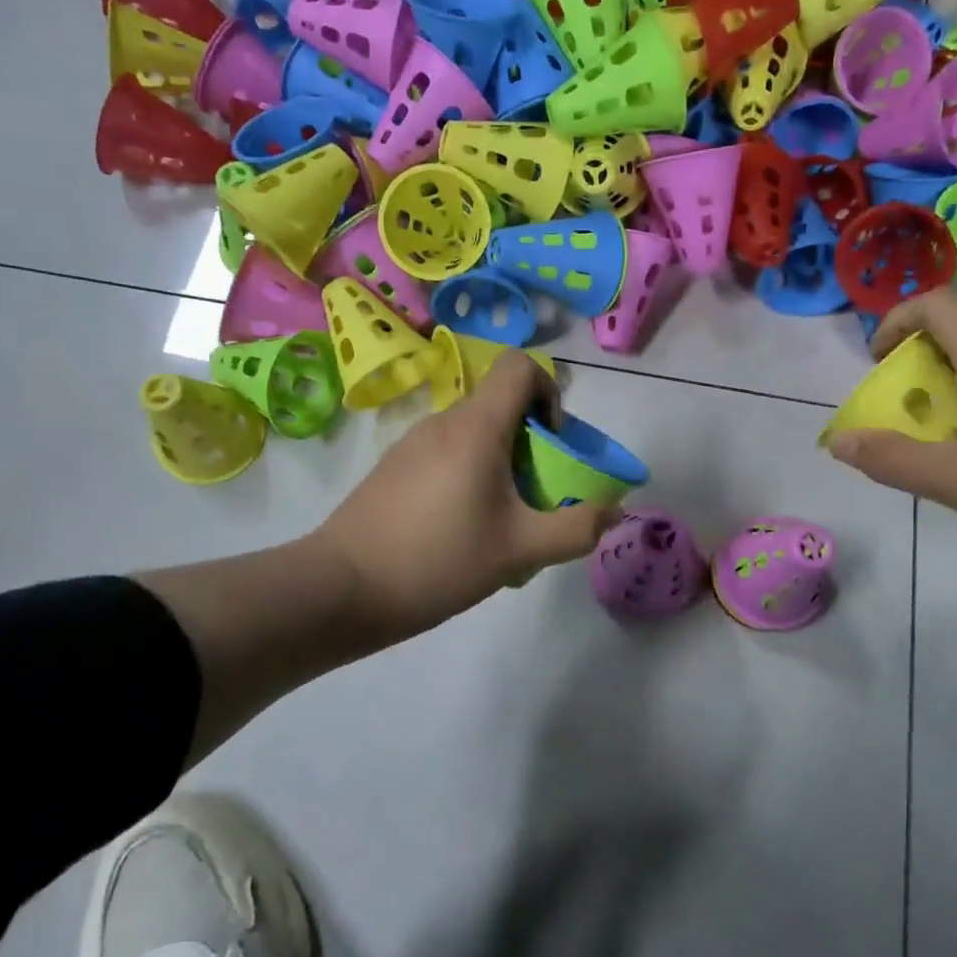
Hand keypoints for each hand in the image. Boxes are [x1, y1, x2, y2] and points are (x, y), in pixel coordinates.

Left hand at [313, 352, 620, 643]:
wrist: (341, 589)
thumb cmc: (437, 560)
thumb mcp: (519, 550)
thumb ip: (576, 529)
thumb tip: (614, 511)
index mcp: (476, 426)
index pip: (520, 367)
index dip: (550, 392)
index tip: (553, 443)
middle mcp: (443, 422)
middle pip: (502, 405)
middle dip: (533, 442)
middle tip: (536, 496)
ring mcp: (412, 443)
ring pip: (474, 434)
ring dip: (502, 464)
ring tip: (501, 522)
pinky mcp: (393, 468)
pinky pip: (447, 455)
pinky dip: (470, 476)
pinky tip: (462, 531)